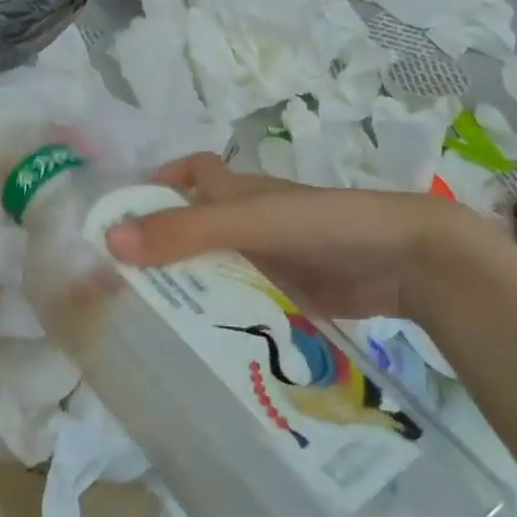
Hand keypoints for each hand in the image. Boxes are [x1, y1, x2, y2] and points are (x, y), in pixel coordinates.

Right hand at [103, 153, 458, 317]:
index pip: (190, 174)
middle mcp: (250, 220)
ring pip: (218, 267)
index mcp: (237, 190)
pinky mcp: (291, 291)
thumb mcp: (248, 222)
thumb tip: (110, 240)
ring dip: (190, 286)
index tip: (121, 217)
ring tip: (150, 323)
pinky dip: (223, 314)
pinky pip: (245, 300)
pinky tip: (203, 342)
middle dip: (162, 248)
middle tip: (122, 287)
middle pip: (196, 227)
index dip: (158, 184)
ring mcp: (272, 257)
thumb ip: (184, 230)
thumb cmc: (323, 223)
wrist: (406, 259)